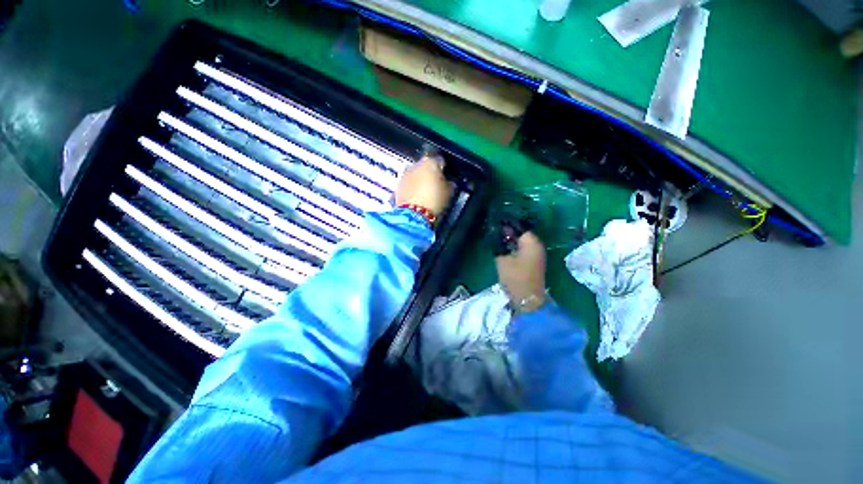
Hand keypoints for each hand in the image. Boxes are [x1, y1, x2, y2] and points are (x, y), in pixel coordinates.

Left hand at [395, 155, 453, 216]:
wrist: (414, 216)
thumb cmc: (433, 201)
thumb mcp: (449, 192)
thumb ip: (450, 184)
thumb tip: (449, 183)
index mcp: (430, 162)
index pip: (440, 160)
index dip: (444, 169)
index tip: (447, 177)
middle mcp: (415, 165)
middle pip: (425, 167)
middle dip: (430, 175)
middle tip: (437, 188)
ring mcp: (404, 175)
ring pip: (415, 176)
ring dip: (420, 182)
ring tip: (427, 195)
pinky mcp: (398, 187)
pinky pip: (408, 185)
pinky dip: (413, 190)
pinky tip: (418, 200)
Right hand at [495, 232, 546, 312]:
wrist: (528, 299)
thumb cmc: (515, 277)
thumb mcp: (502, 259)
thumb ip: (499, 244)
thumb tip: (497, 233)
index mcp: (531, 242)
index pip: (520, 227)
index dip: (507, 224)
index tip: (496, 223)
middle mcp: (538, 246)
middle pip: (523, 234)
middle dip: (509, 232)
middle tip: (495, 233)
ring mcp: (538, 254)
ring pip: (524, 242)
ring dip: (512, 241)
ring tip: (498, 240)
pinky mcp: (536, 262)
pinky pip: (525, 249)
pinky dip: (516, 248)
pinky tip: (506, 250)